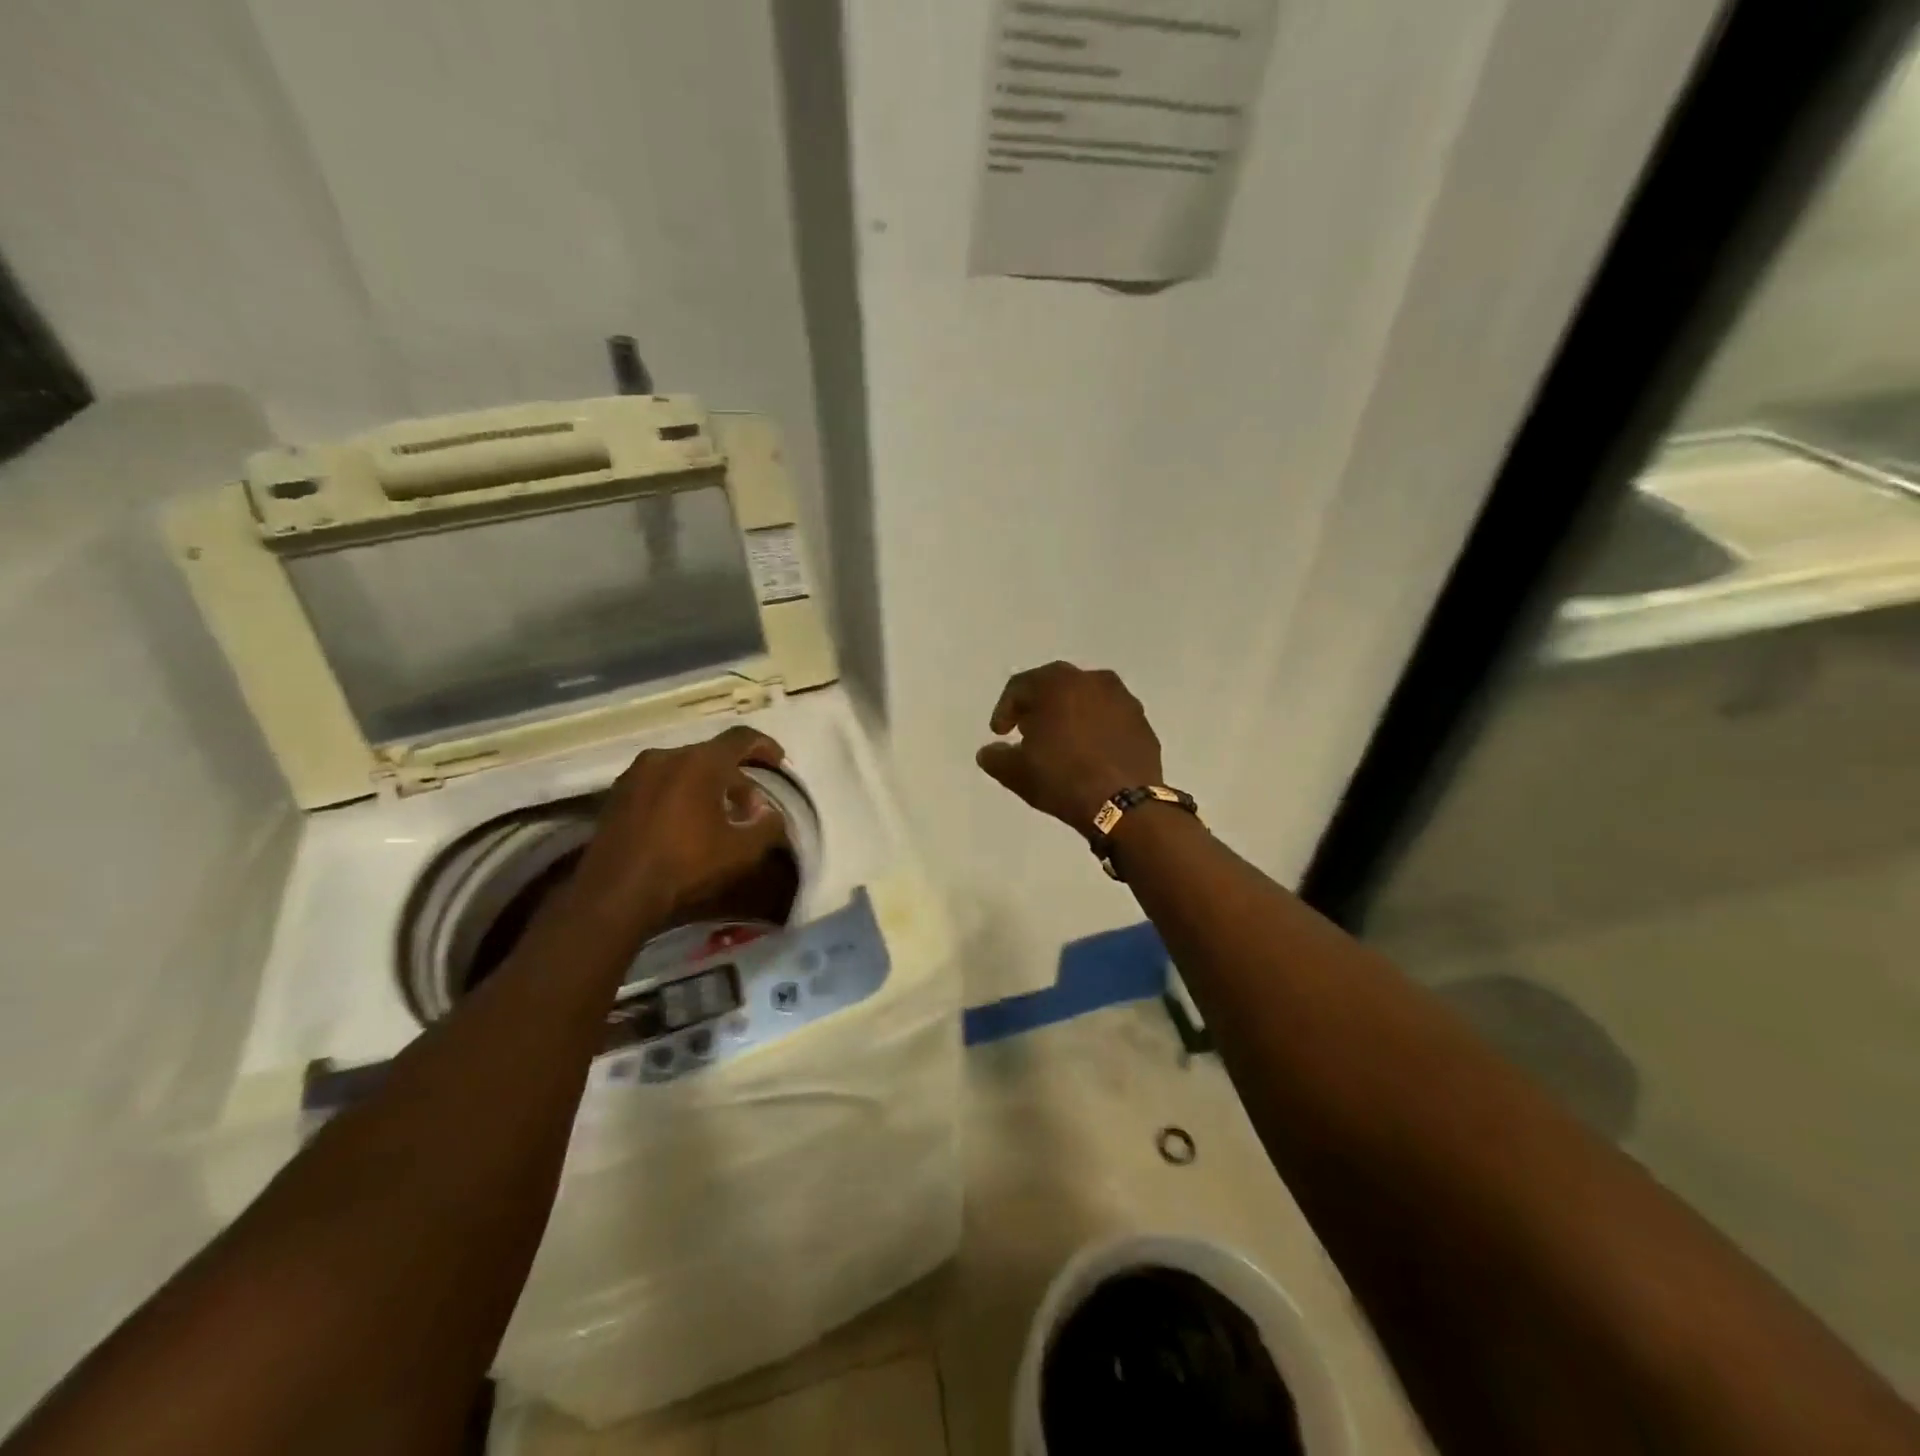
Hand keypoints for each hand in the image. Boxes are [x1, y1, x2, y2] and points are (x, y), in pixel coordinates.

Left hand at [567, 725, 790, 937]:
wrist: (615, 892)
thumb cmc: (686, 864)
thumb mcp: (742, 850)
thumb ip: (767, 826)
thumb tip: (769, 813)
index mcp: (700, 762)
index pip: (741, 738)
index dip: (764, 746)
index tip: (779, 761)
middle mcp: (667, 756)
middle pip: (711, 754)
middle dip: (735, 775)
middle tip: (750, 804)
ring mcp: (636, 773)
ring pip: (683, 768)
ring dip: (705, 784)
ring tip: (717, 814)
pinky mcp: (616, 794)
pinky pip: (659, 782)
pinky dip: (679, 793)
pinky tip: (684, 823)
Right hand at [976, 662, 1164, 836]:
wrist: (1125, 805)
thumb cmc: (1063, 778)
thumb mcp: (1016, 772)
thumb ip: (996, 757)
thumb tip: (989, 752)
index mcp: (1058, 683)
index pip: (1020, 687)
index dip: (1004, 710)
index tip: (1000, 734)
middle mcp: (1092, 680)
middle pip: (1056, 687)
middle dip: (1039, 707)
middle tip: (1028, 732)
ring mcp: (1124, 700)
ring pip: (1087, 700)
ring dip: (1070, 716)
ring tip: (1061, 743)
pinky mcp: (1143, 723)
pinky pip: (1110, 719)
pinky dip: (1096, 730)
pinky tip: (1090, 754)